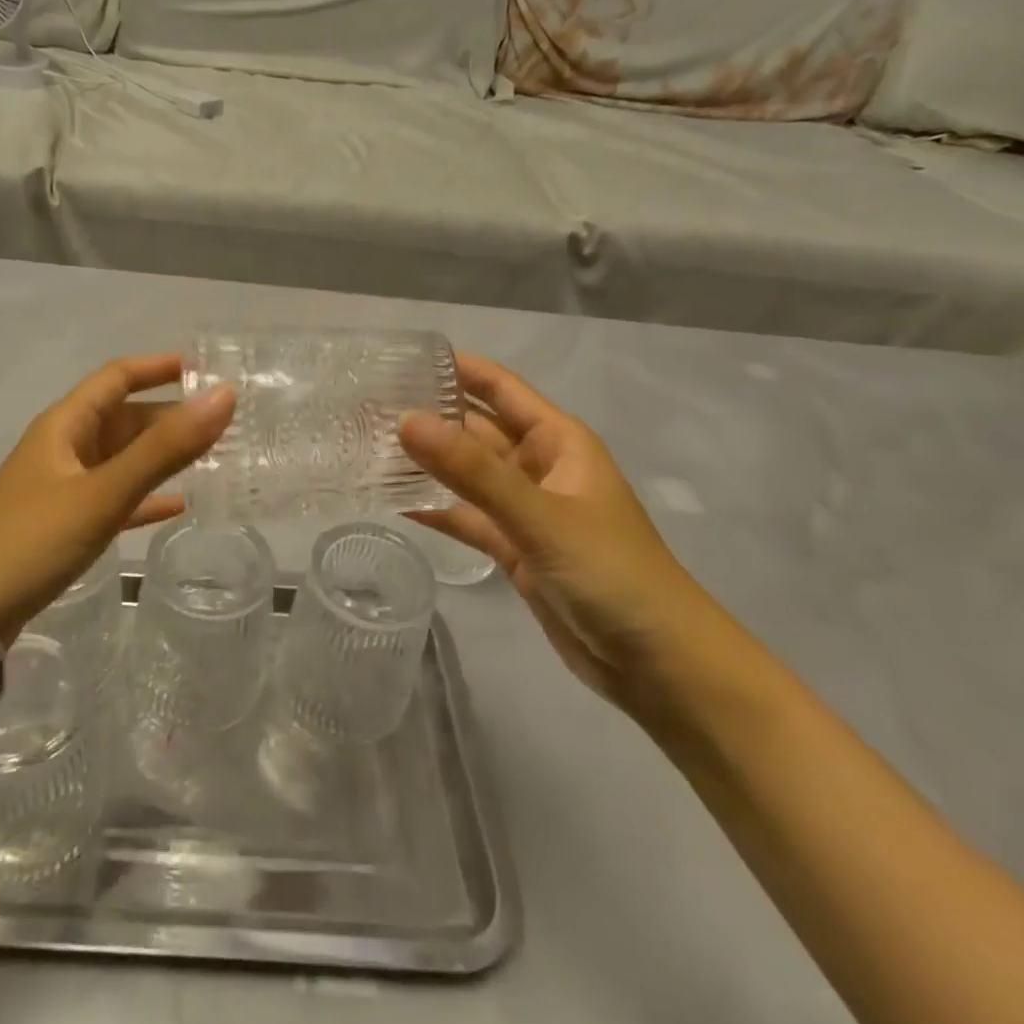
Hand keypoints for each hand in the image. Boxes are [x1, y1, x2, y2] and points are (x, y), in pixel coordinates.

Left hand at [0, 353, 235, 635]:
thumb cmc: (34, 539)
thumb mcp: (104, 491)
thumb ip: (165, 448)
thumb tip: (224, 396)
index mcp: (65, 425)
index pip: (117, 377)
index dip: (159, 367)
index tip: (206, 367)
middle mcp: (64, 447)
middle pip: (124, 418)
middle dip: (170, 415)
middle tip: (225, 421)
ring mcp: (64, 487)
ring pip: (122, 459)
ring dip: (162, 455)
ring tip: (214, 456)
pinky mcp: (65, 523)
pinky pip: (116, 498)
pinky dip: (146, 497)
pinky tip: (179, 506)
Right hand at [399, 352, 731, 706]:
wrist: (659, 665)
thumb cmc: (612, 573)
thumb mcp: (540, 515)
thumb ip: (472, 471)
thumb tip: (406, 421)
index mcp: (557, 440)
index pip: (499, 387)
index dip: (456, 367)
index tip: (399, 357)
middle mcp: (538, 466)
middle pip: (474, 428)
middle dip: (428, 416)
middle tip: (364, 408)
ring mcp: (524, 509)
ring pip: (465, 474)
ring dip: (425, 463)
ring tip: (365, 448)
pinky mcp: (513, 548)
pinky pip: (465, 517)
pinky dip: (433, 510)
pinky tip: (390, 503)